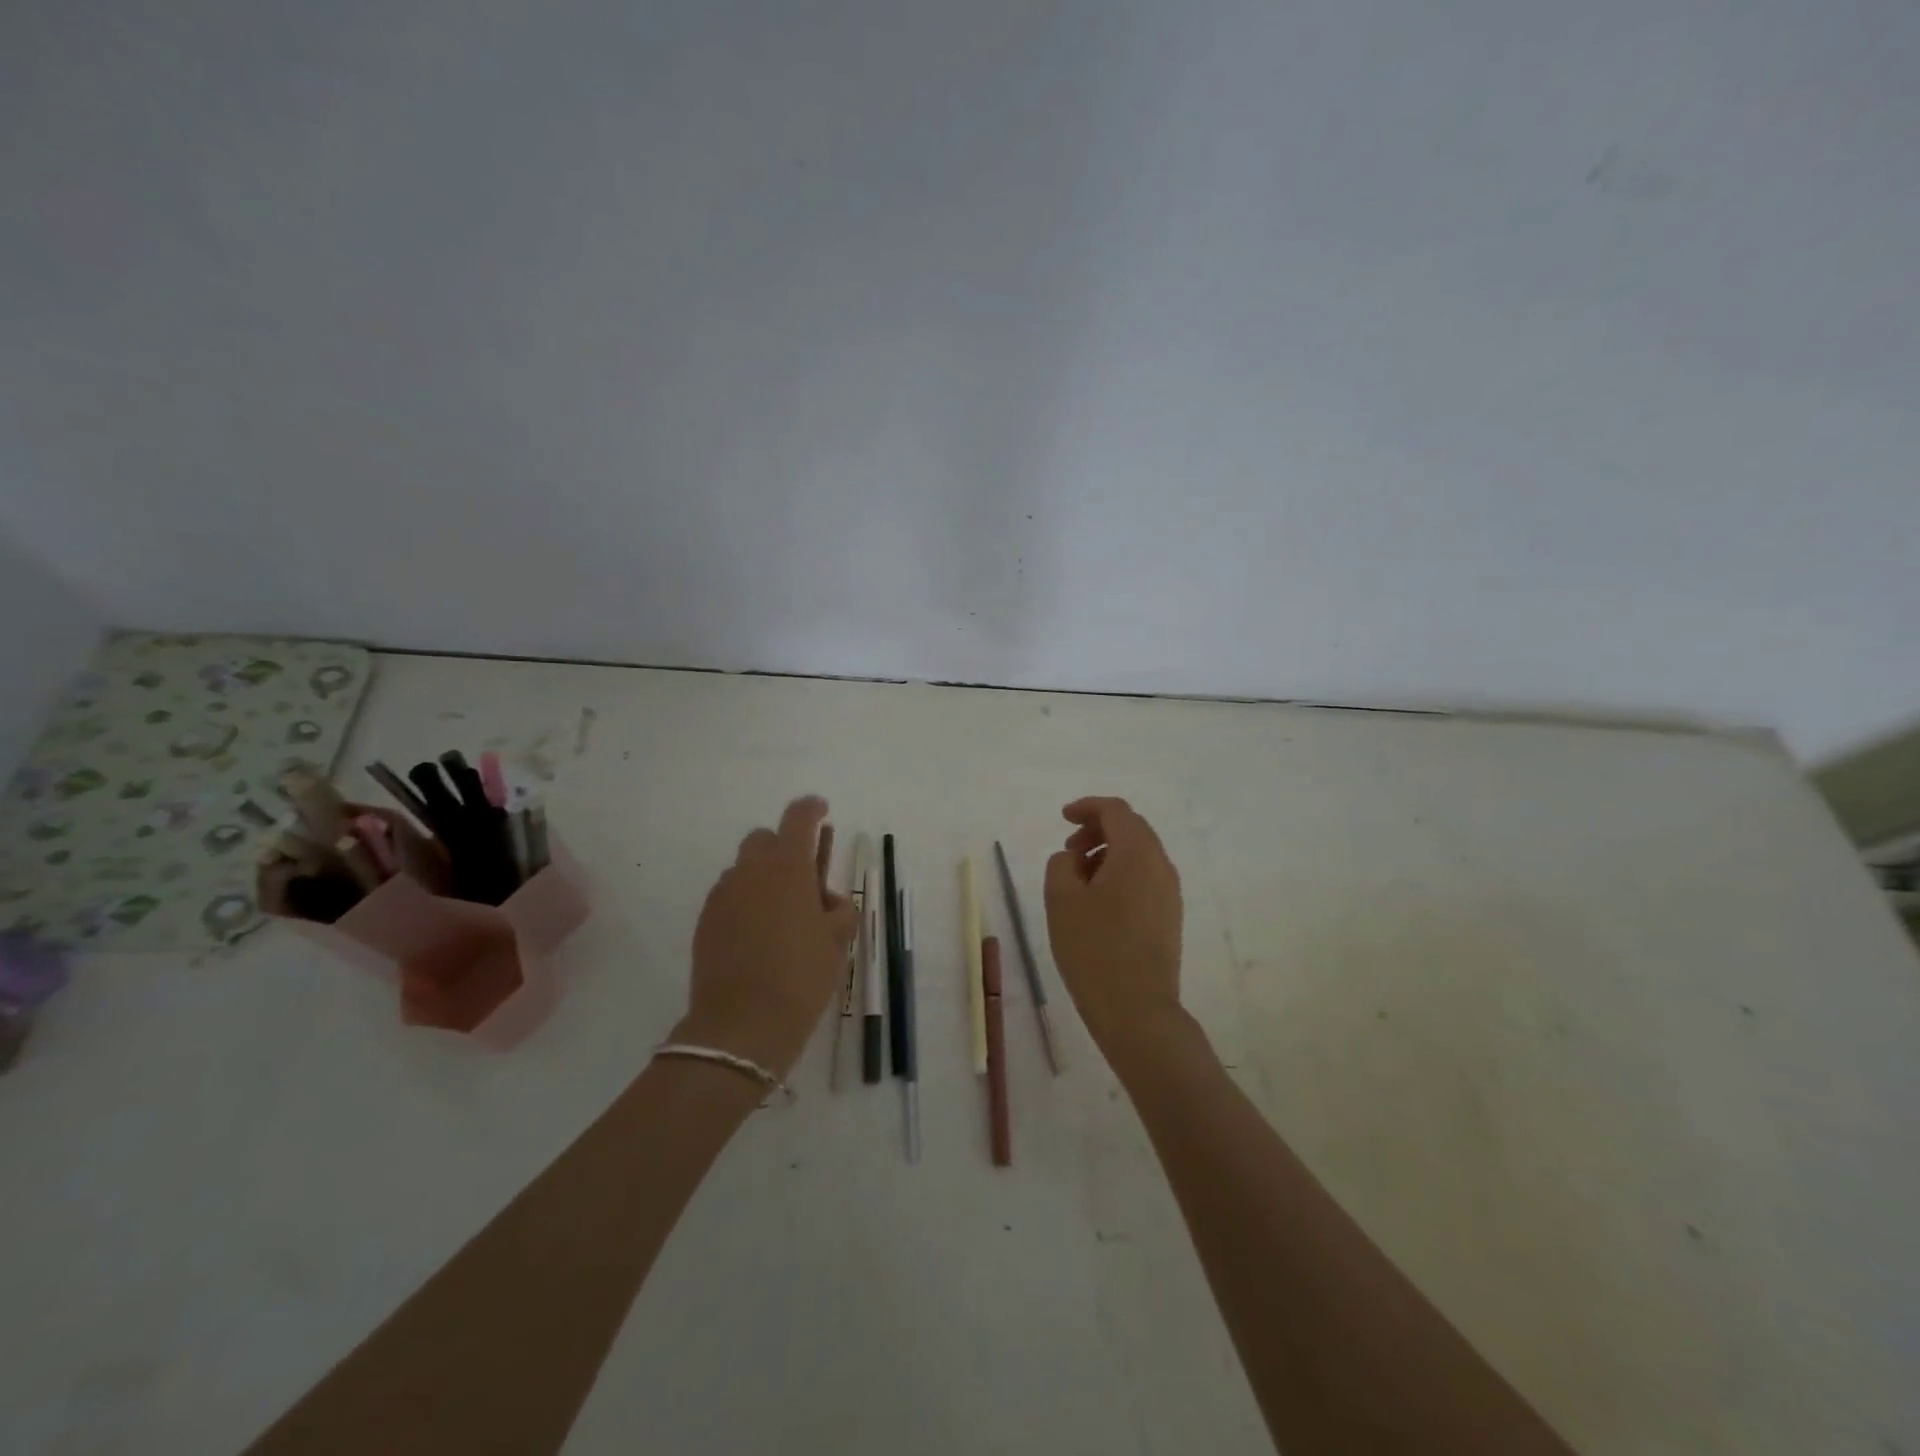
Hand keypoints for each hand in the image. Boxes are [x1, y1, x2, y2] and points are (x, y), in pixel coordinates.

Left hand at [680, 796, 856, 1077]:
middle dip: (784, 847)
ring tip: (780, 915)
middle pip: (764, 838)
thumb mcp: (837, 942)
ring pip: (744, 868)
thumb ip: (838, 909)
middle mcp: (751, 871)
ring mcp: (723, 894)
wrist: (742, 1026)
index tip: (823, 812)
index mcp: (789, 868)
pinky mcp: (705, 920)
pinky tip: (757, 935)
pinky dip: (745, 901)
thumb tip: (826, 900)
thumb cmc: (801, 978)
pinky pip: (728, 895)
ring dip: (763, 877)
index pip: (799, 817)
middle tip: (803, 879)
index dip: (812, 808)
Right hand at [1043, 796, 1184, 1052]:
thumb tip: (1074, 858)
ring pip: (1139, 855)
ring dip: (1108, 854)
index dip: (1087, 807)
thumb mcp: (1061, 899)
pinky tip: (1098, 902)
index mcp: (1137, 853)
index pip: (1116, 811)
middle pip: (1132, 829)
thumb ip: (1061, 864)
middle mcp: (1161, 866)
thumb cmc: (1094, 949)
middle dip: (1097, 830)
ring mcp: (1170, 893)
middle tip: (1069, 849)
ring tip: (1078, 879)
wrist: (1137, 1010)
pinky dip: (1120, 874)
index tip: (1063, 818)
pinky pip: (1145, 878)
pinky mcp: (1170, 917)